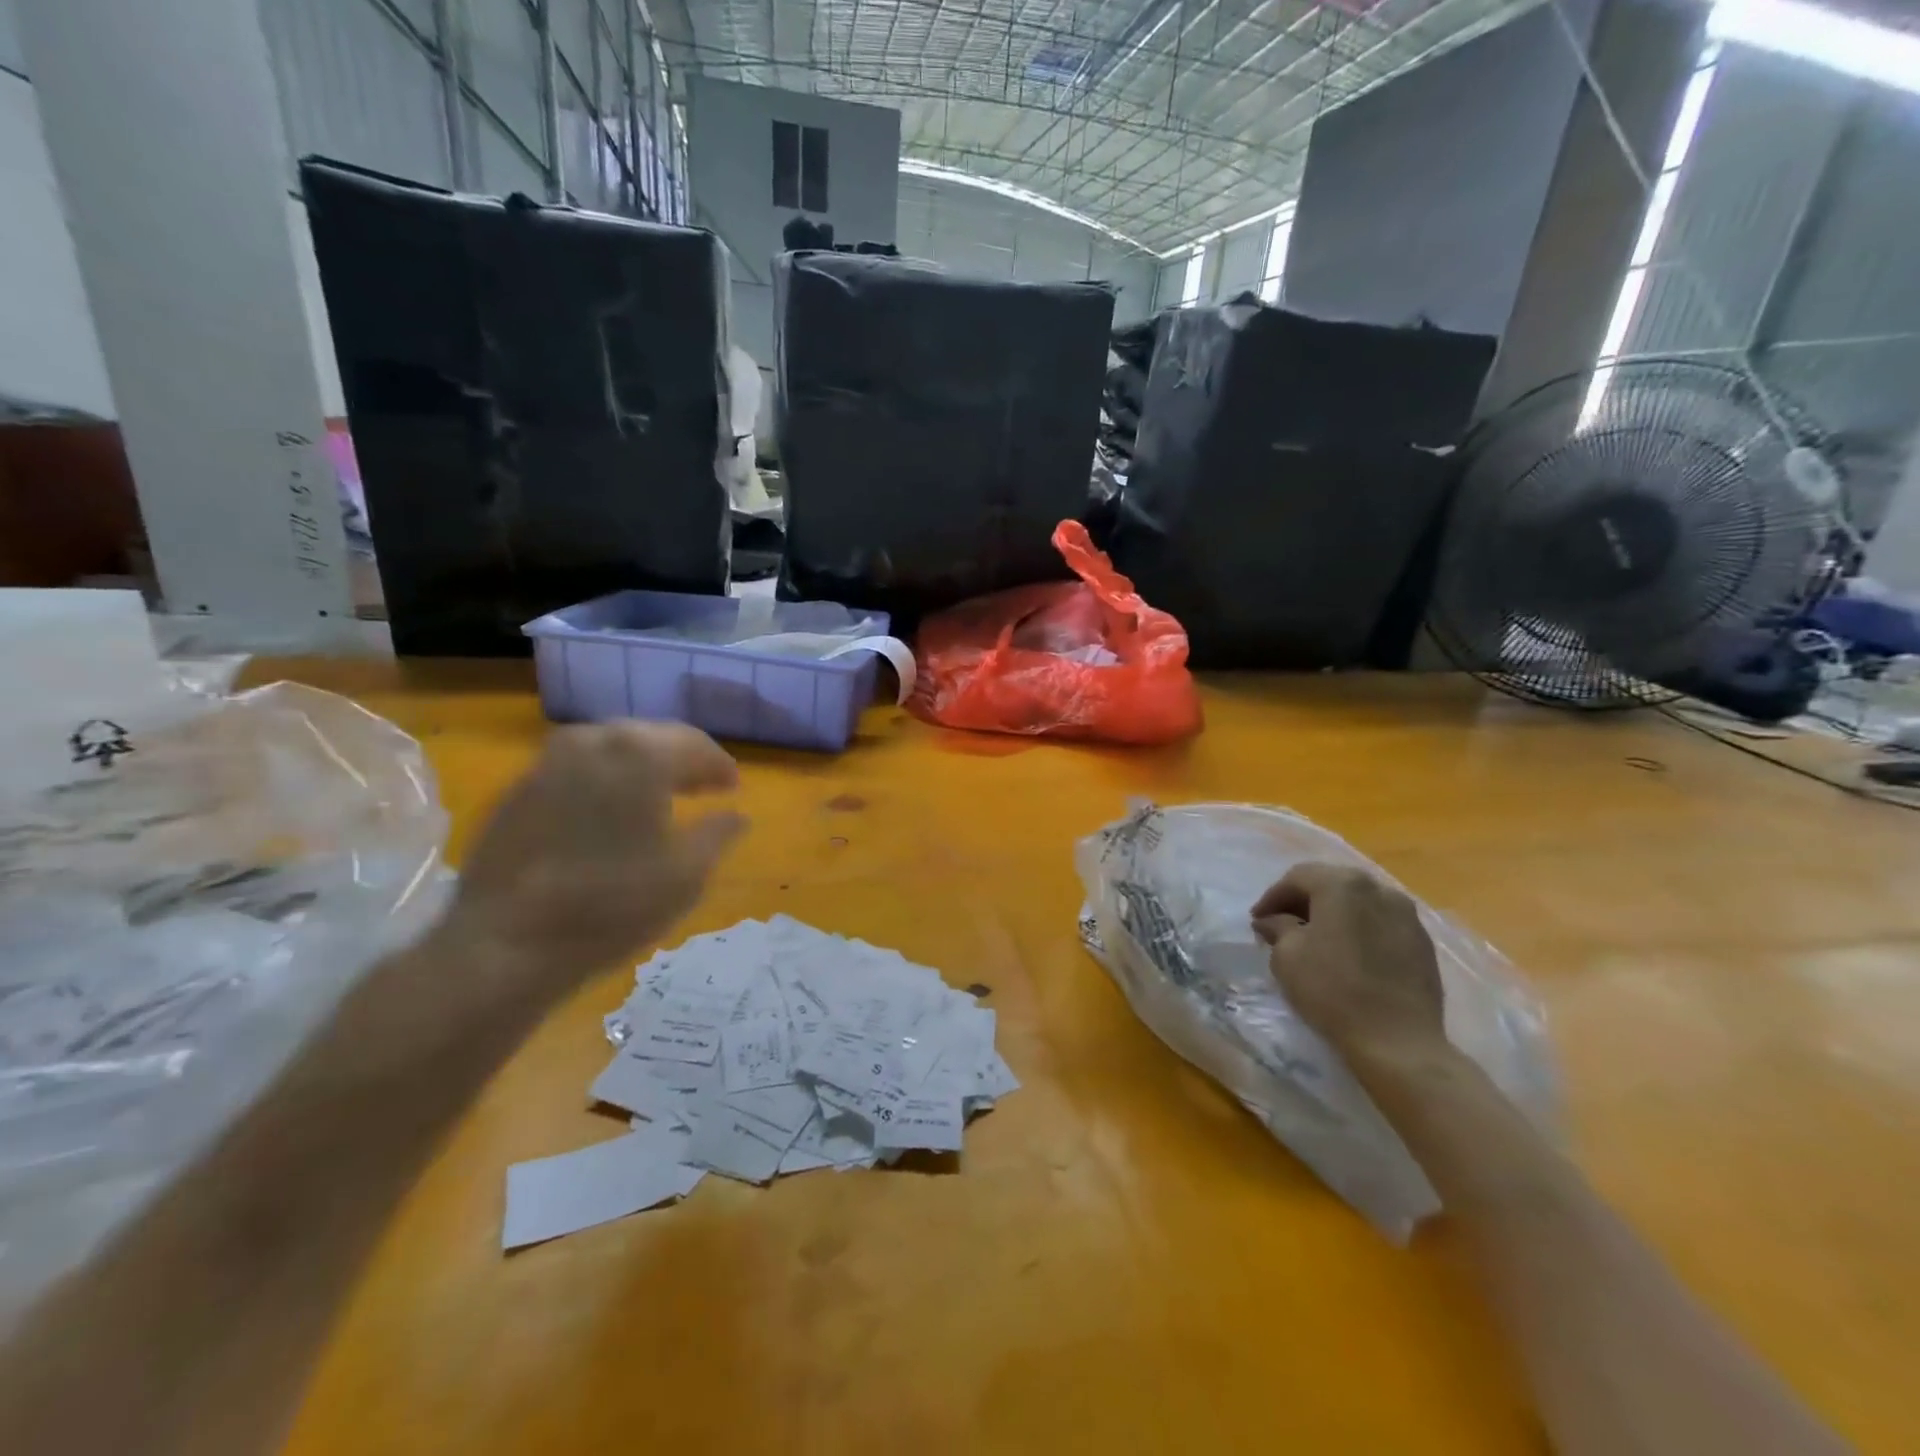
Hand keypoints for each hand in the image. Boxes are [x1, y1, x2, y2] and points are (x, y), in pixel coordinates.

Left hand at [442, 722, 746, 993]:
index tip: (733, 789)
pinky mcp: (515, 790)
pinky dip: (602, 783)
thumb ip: (718, 834)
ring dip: (640, 769)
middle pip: (650, 738)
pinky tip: (608, 816)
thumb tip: (737, 815)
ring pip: (609, 750)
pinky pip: (575, 772)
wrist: (503, 945)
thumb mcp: (687, 874)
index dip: (719, 766)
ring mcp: (546, 762)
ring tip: (657, 800)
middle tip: (701, 789)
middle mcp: (592, 741)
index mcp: (641, 753)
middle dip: (680, 761)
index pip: (694, 744)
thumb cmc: (612, 905)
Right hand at [1250, 863, 1445, 1072]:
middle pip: (1331, 884)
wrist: (1397, 1040)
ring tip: (1315, 938)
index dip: (1272, 897)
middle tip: (1281, 924)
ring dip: (1332, 913)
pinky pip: (1380, 922)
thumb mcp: (1287, 956)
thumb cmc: (1332, 990)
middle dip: (1303, 901)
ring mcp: (1406, 914)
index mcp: (1342, 884)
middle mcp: (1378, 888)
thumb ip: (1278, 927)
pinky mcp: (1422, 941)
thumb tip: (1272, 921)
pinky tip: (1347, 952)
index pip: (1297, 878)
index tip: (1257, 921)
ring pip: (1358, 902)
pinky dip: (1358, 928)